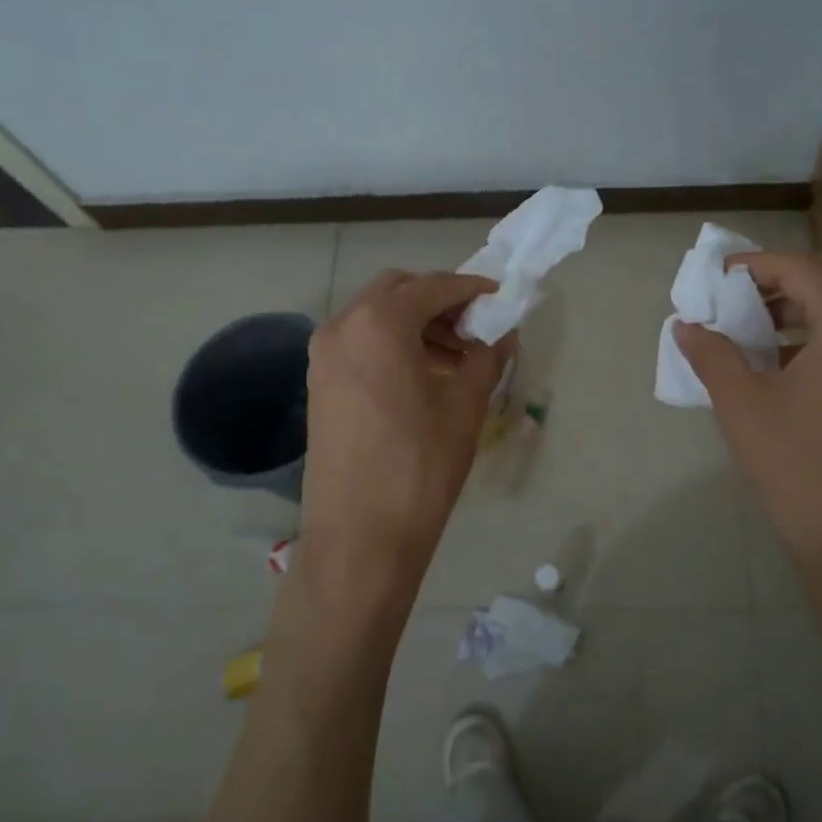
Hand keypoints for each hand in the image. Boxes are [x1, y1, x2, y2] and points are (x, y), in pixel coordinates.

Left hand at [297, 270, 511, 620]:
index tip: (499, 297)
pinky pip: (359, 343)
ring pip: (374, 316)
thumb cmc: (421, 465)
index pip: (433, 286)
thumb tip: (503, 333)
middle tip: (474, 327)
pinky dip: (391, 344)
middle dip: (438, 300)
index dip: (471, 288)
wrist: (361, 535)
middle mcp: (342, 326)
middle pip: (397, 291)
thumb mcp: (465, 406)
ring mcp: (323, 354)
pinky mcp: (318, 382)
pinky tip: (422, 375)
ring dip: (415, 323)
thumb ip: (487, 357)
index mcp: (380, 323)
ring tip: (455, 357)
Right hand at [677, 252, 821, 610]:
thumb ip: (712, 354)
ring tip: (756, 331)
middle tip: (737, 299)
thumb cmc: (797, 465)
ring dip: (802, 307)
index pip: (800, 268)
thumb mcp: (741, 404)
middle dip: (780, 280)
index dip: (754, 266)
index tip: (716, 278)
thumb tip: (686, 326)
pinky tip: (787, 364)